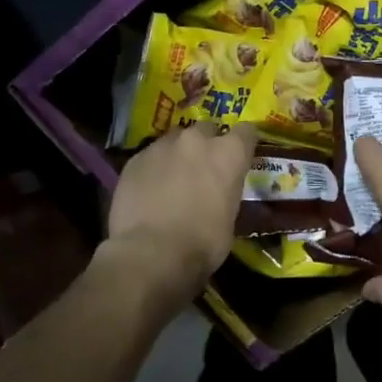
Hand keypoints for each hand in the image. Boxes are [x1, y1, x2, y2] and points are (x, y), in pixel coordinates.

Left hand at [104, 122, 256, 309]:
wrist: (152, 253)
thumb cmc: (203, 242)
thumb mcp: (230, 217)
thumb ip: (226, 191)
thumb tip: (217, 193)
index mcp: (229, 153)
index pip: (246, 131)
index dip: (243, 143)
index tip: (240, 155)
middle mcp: (197, 140)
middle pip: (207, 129)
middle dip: (207, 144)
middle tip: (203, 168)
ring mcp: (163, 146)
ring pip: (175, 140)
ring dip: (178, 153)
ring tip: (172, 178)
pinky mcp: (135, 159)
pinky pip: (150, 156)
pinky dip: (154, 168)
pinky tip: (150, 190)